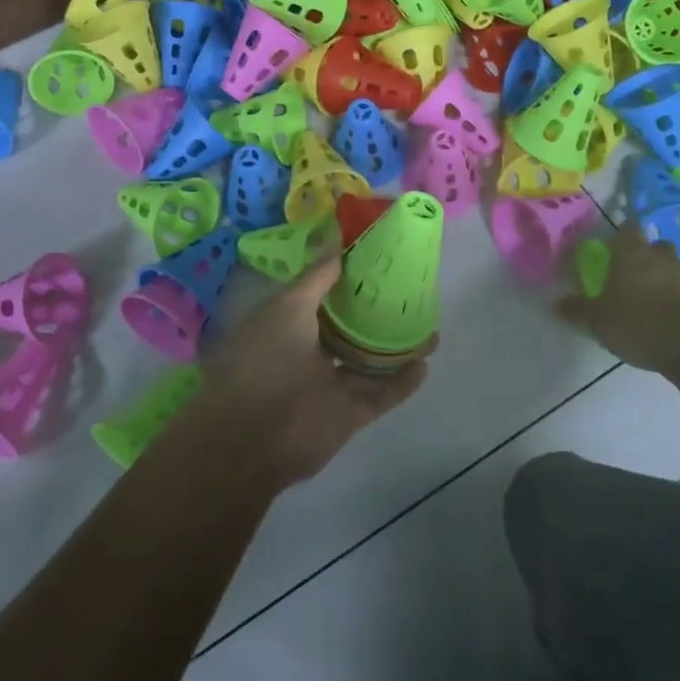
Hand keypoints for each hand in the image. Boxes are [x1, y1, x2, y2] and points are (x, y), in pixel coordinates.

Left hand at [192, 259, 427, 488]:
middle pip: (350, 329)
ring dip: (396, 349)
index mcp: (289, 323)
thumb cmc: (263, 361)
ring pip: (369, 363)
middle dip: (377, 315)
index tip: (381, 263)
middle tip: (413, 297)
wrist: (250, 440)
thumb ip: (317, 277)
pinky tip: (424, 365)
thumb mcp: (288, 307)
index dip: (349, 279)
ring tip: (429, 329)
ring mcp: (329, 386)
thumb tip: (338, 241)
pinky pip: (380, 396)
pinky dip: (401, 383)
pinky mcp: (347, 415)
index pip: (324, 295)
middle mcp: (309, 352)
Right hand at [554, 225, 679, 375]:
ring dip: (670, 273)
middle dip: (648, 255)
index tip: (614, 249)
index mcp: (633, 253)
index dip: (622, 236)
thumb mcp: (597, 321)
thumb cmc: (636, 325)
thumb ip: (577, 309)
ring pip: (679, 265)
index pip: (629, 228)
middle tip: (635, 274)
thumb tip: (557, 303)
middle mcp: (663, 256)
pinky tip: (675, 313)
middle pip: (657, 245)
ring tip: (658, 294)